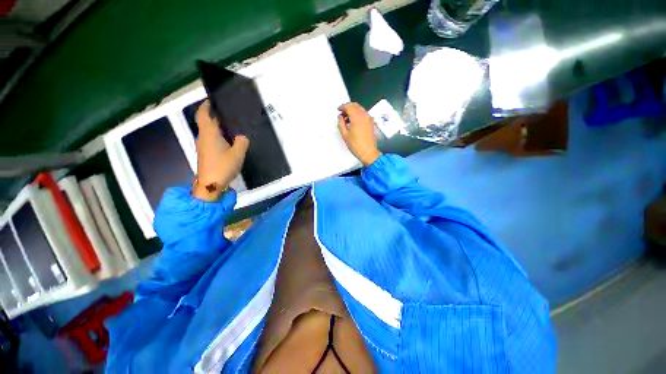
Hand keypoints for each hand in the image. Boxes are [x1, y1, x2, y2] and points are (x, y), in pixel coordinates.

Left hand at [193, 100, 249, 201]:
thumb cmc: (222, 167)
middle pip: (205, 122)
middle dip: (214, 115)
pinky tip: (229, 140)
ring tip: (232, 126)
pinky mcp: (205, 154)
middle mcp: (203, 137)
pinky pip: (211, 139)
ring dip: (217, 126)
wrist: (210, 185)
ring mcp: (203, 146)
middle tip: (229, 114)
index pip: (203, 114)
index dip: (206, 105)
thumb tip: (241, 137)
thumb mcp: (238, 154)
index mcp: (209, 134)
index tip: (212, 100)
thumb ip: (242, 142)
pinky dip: (218, 136)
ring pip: (209, 131)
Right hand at [337, 102, 381, 165]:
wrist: (368, 152)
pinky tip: (353, 122)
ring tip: (347, 118)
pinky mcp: (371, 122)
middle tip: (342, 113)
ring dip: (353, 111)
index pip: (349, 106)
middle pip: (355, 105)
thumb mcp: (344, 135)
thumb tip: (340, 117)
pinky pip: (364, 114)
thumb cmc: (356, 145)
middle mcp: (364, 115)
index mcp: (357, 117)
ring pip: (360, 109)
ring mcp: (369, 118)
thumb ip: (340, 123)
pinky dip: (358, 114)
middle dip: (348, 107)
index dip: (342, 107)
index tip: (338, 109)